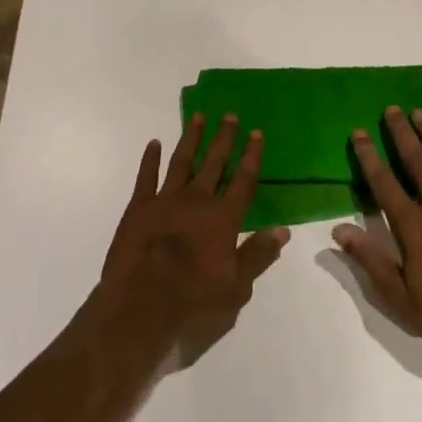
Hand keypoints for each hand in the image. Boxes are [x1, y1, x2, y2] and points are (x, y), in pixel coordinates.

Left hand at [100, 113, 288, 356]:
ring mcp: (165, 200)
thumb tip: (282, 230)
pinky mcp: (138, 208)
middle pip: (214, 163)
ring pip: (182, 161)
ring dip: (192, 139)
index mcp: (223, 218)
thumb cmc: (194, 302)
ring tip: (198, 117)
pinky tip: (154, 143)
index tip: (256, 133)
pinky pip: (146, 176)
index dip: (252, 156)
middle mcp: (197, 200)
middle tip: (230, 115)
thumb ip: (258, 255)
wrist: (141, 306)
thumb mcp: (236, 287)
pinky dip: (150, 159)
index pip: (244, 180)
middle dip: (224, 139)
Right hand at [333, 107, 421, 349]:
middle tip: (392, 109)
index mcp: (413, 225)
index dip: (369, 156)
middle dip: (401, 134)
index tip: (359, 133)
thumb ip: (370, 260)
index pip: (384, 183)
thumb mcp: (401, 297)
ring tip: (420, 113)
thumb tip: (339, 229)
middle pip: (415, 161)